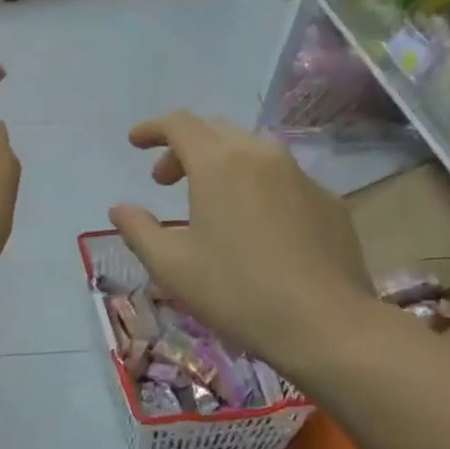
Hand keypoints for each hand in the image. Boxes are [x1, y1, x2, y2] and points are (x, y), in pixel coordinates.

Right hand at [108, 112, 376, 371]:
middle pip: (216, 131)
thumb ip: (138, 230)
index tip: (134, 143)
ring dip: (221, 164)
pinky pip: (283, 179)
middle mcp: (262, 156)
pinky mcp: (328, 202)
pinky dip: (256, 187)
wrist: (325, 324)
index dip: (152, 128)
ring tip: (208, 202)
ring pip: (252, 152)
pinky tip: (254, 227)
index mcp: (219, 164)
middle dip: (184, 148)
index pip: (179, 124)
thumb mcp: (170, 266)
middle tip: (164, 181)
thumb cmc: (235, 291)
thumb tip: (120, 208)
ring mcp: (301, 177)